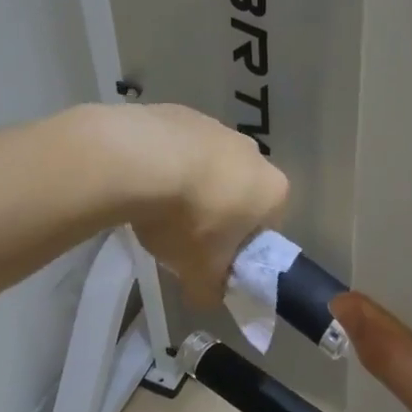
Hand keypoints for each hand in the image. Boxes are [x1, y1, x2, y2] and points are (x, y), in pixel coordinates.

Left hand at [90, 103, 289, 306]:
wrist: (139, 161)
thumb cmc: (187, 221)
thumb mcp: (200, 272)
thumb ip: (210, 290)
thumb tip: (207, 299)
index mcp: (272, 192)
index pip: (266, 227)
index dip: (240, 248)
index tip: (213, 260)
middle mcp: (253, 153)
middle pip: (239, 193)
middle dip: (216, 215)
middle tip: (183, 238)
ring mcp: (217, 127)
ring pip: (208, 167)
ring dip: (189, 187)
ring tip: (155, 209)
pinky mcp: (181, 112)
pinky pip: (177, 147)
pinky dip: (164, 163)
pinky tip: (141, 182)